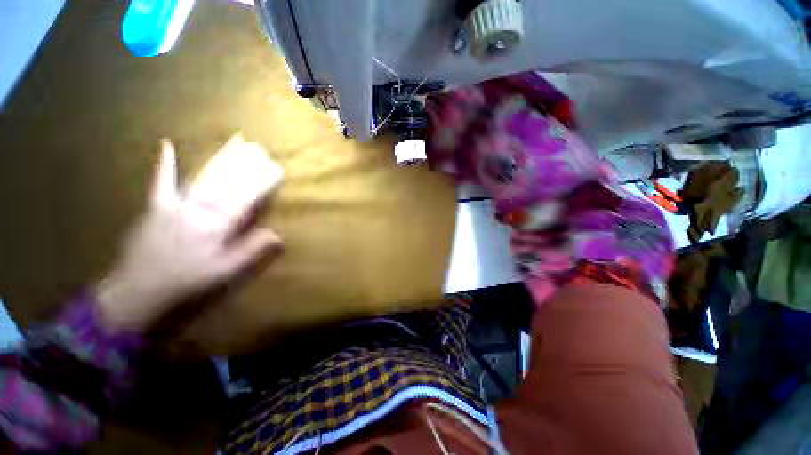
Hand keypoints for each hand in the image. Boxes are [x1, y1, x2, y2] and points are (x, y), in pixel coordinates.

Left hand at [96, 136, 283, 331]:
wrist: (138, 289)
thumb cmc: (187, 280)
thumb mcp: (226, 270)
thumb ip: (251, 250)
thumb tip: (278, 235)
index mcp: (216, 225)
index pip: (246, 197)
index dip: (263, 182)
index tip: (277, 169)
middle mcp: (197, 208)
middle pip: (227, 182)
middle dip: (246, 165)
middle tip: (261, 150)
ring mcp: (174, 204)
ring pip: (204, 176)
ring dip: (222, 159)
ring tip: (237, 143)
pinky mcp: (156, 206)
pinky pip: (161, 182)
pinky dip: (164, 164)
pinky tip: (167, 145)